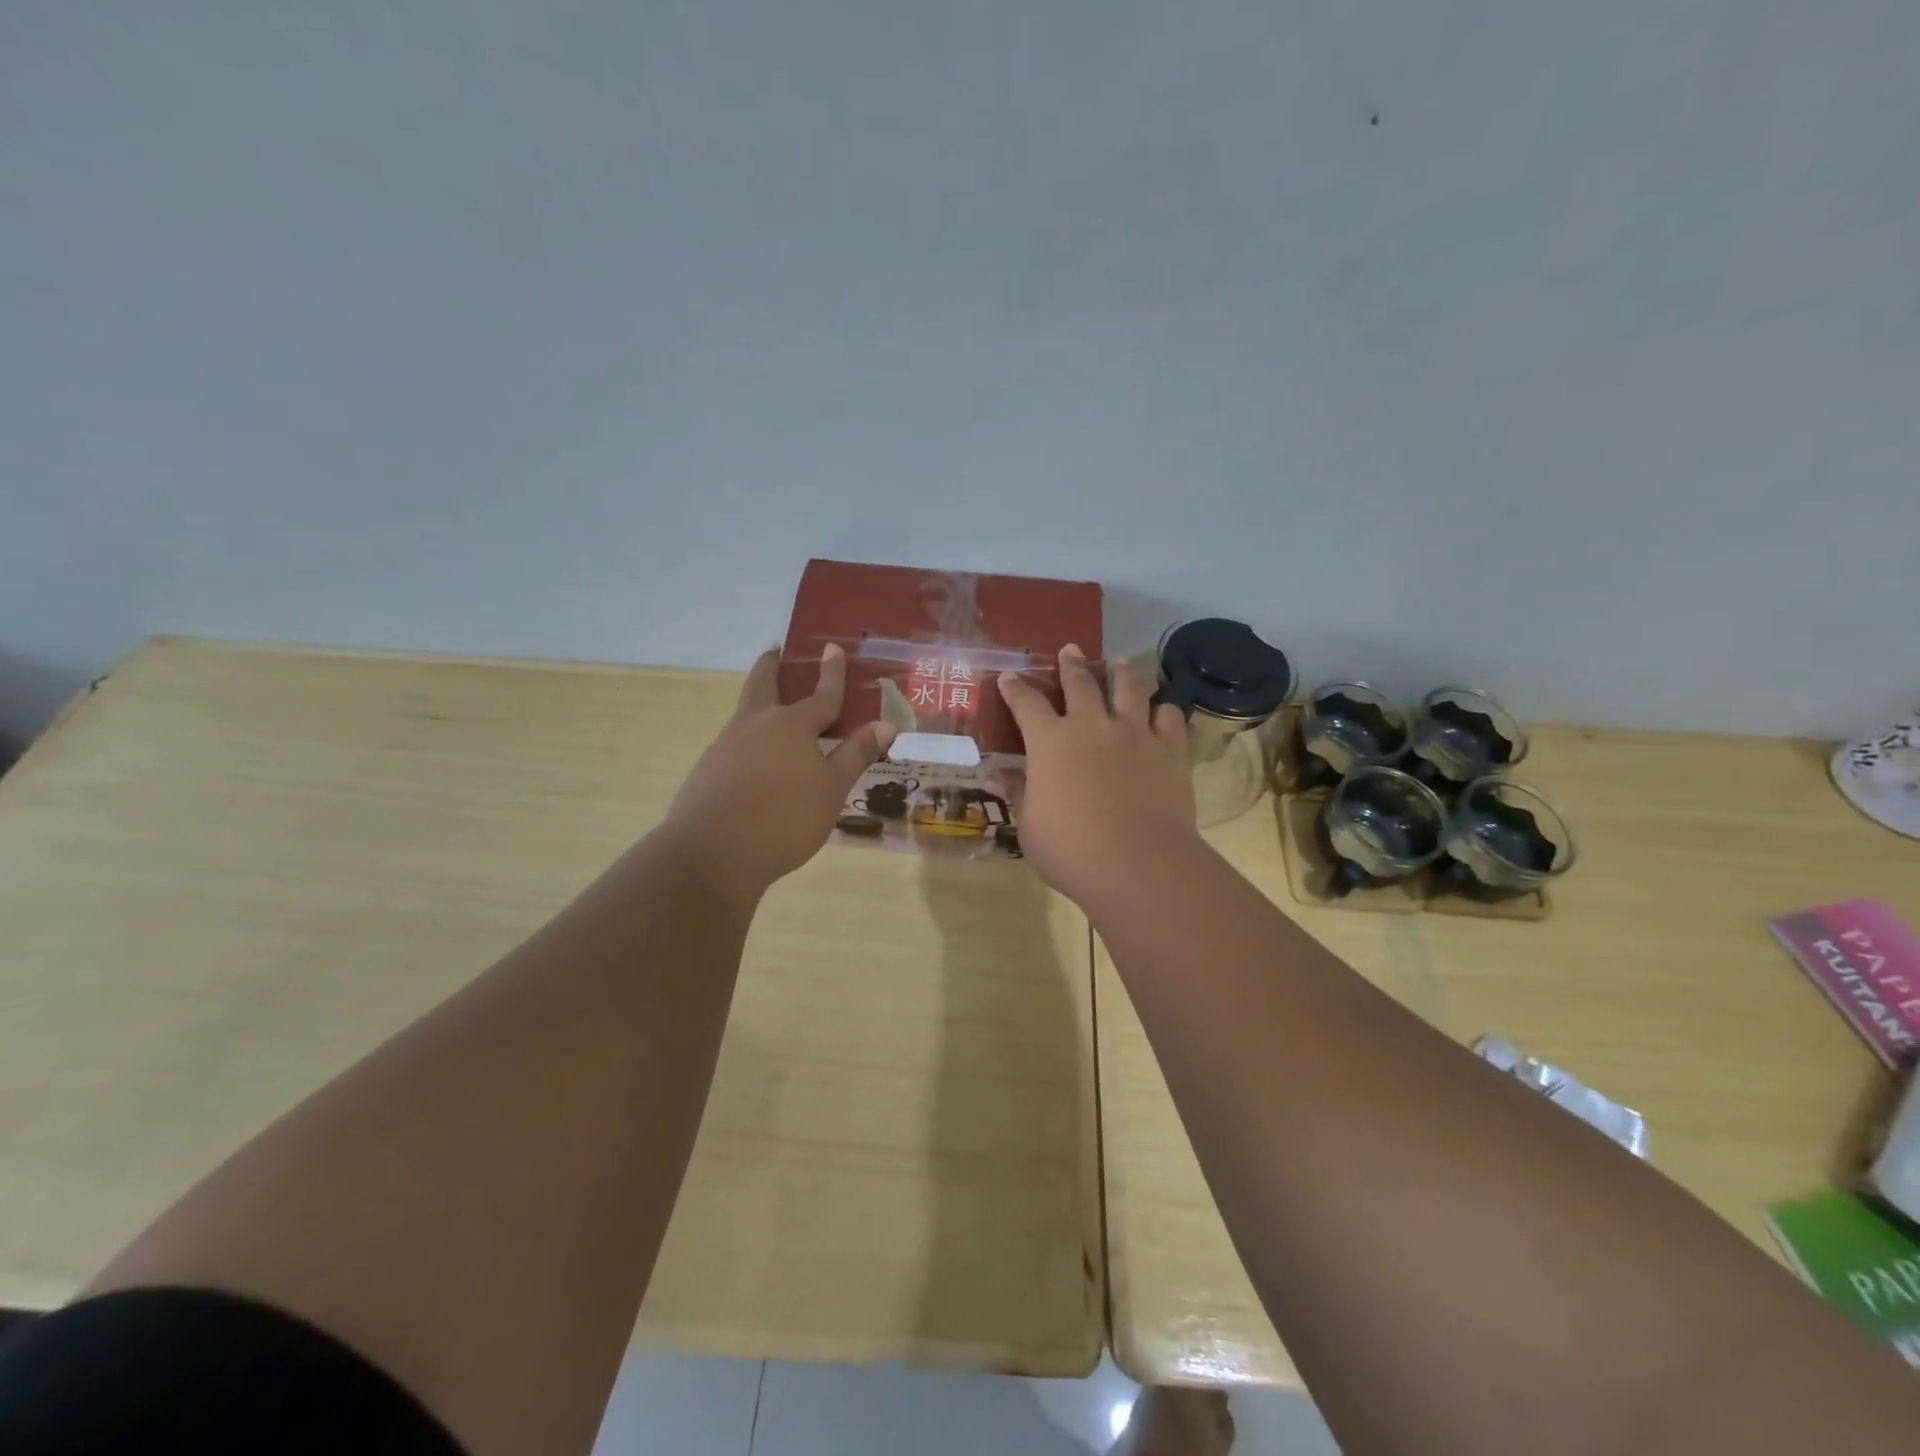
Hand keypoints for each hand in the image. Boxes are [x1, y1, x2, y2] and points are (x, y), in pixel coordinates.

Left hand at [665, 643, 896, 896]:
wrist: (713, 853)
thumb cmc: (785, 817)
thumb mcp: (832, 789)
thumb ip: (856, 754)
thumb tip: (886, 723)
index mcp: (791, 724)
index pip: (821, 694)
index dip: (831, 672)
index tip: (832, 647)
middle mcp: (756, 724)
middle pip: (763, 684)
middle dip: (772, 666)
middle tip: (775, 652)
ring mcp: (726, 745)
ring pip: (746, 713)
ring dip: (760, 702)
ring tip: (774, 710)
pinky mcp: (708, 770)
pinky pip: (735, 743)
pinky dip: (750, 739)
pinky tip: (757, 761)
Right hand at [997, 645, 1197, 906]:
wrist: (1138, 863)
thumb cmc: (1071, 849)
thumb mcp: (1030, 826)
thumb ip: (1018, 793)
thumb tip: (997, 775)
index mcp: (1050, 742)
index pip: (1027, 703)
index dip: (1016, 689)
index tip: (1009, 678)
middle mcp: (1092, 725)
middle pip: (1080, 683)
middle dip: (1071, 664)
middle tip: (1070, 650)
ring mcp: (1135, 733)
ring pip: (1129, 688)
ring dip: (1120, 672)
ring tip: (1118, 663)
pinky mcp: (1170, 749)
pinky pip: (1169, 716)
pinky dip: (1162, 709)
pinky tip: (1160, 710)